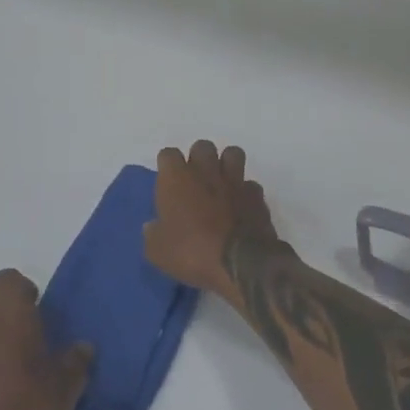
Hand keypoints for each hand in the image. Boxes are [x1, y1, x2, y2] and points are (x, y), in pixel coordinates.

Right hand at [144, 140, 283, 300]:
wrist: (240, 263)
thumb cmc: (191, 252)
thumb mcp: (157, 251)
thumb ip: (153, 234)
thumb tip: (153, 227)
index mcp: (176, 179)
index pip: (168, 154)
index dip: (167, 166)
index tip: (167, 183)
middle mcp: (205, 171)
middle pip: (202, 147)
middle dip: (198, 159)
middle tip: (195, 181)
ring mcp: (235, 181)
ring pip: (233, 154)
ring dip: (227, 165)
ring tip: (221, 184)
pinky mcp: (257, 196)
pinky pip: (250, 184)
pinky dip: (245, 192)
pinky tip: (241, 206)